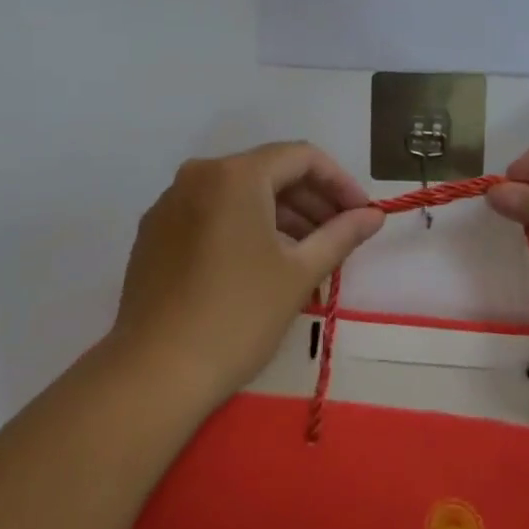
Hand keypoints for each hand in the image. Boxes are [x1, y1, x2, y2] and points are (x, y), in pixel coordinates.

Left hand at [110, 142, 383, 407]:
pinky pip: (209, 211)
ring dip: (277, 214)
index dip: (338, 181)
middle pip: (267, 171)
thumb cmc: (238, 316)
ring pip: (237, 193)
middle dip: (309, 199)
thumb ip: (341, 234)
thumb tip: (373, 215)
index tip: (361, 213)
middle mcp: (199, 173)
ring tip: (306, 253)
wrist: (155, 372)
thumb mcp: (299, 274)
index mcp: (236, 173)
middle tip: (340, 234)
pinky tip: (259, 262)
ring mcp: (171, 201)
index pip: (300, 157)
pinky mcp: (154, 230)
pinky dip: (242, 225)